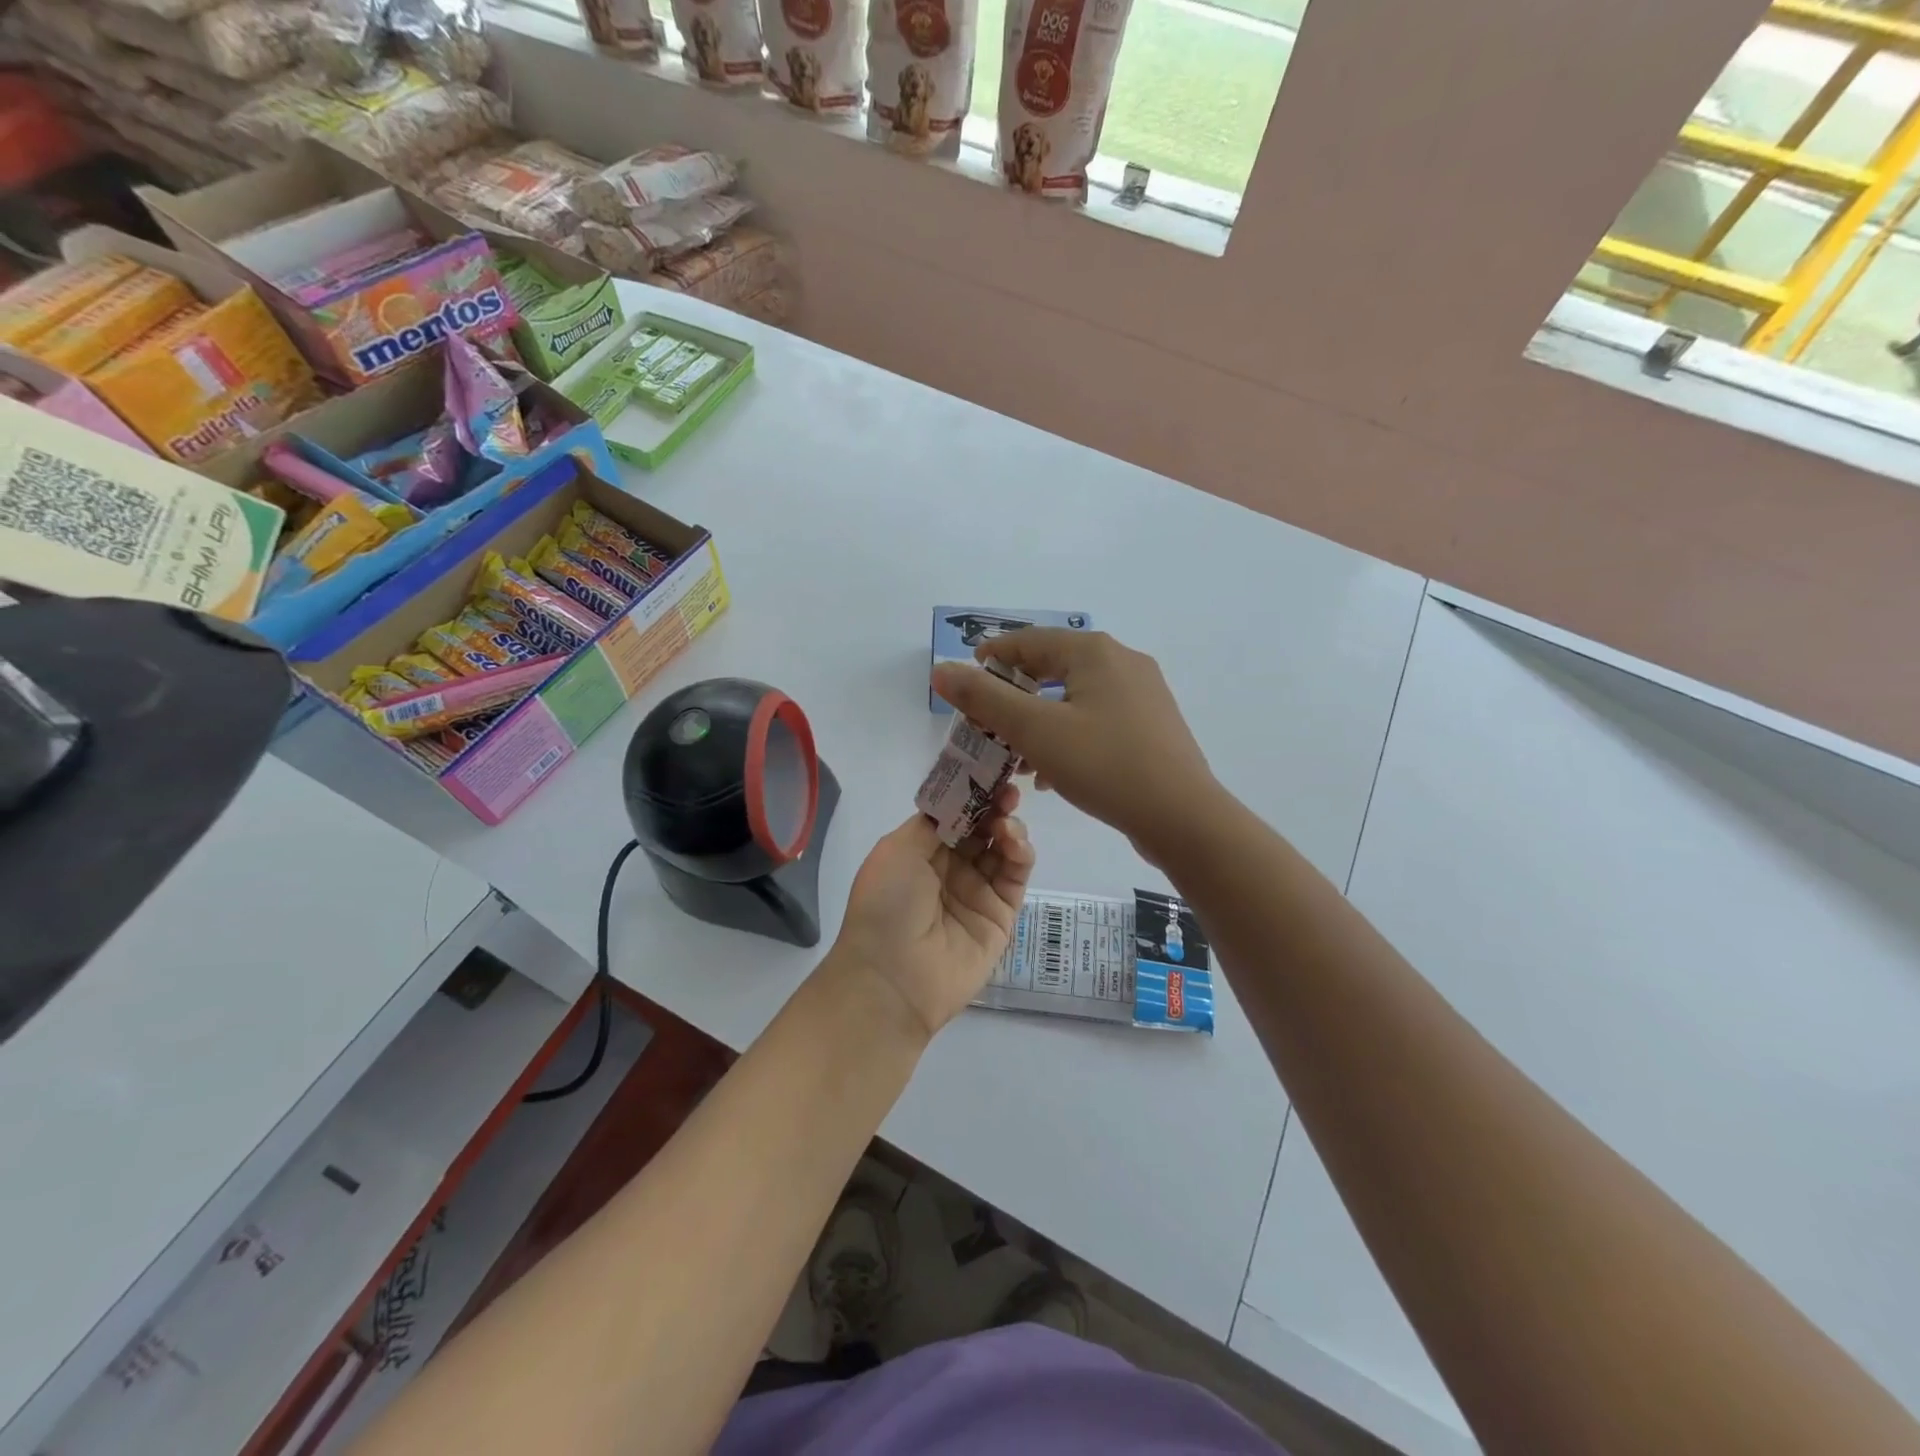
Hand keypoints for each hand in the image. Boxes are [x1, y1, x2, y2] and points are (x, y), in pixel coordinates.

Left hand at [829, 784, 1033, 1040]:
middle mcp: (950, 869)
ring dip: (1009, 828)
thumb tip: (960, 799)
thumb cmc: (886, 904)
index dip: (972, 794)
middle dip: (995, 806)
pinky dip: (1021, 854)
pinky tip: (1014, 842)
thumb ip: (933, 820)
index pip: (954, 815)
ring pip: (1003, 850)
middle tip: (1007, 791)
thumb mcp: (898, 850)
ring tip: (1007, 822)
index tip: (989, 774)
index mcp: (921, 852)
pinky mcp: (1001, 915)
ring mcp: (977, 892)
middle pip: (982, 829)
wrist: (893, 977)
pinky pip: (1016, 878)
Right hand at [930, 629, 1216, 858]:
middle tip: (985, 721)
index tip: (963, 681)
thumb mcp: (1035, 730)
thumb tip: (941, 670)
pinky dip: (1067, 736)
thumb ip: (984, 698)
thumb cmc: (1104, 765)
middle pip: (1052, 667)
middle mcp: (1122, 662)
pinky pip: (1097, 720)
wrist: (1182, 817)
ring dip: (1039, 720)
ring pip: (1074, 698)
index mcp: (1094, 651)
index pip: (1028, 641)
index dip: (990, 658)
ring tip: (1013, 753)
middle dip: (1013, 694)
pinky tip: (1052, 772)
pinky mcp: (1152, 726)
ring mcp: (1143, 694)